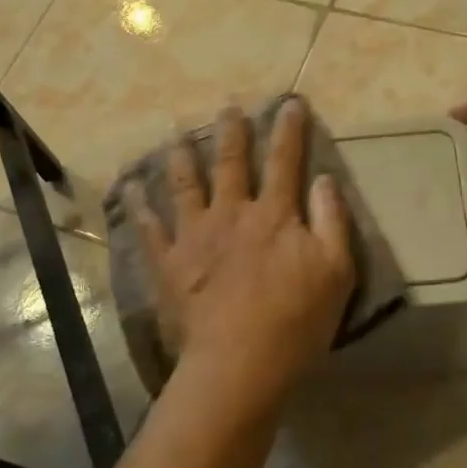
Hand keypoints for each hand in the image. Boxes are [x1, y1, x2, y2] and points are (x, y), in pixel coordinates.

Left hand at [130, 100, 356, 414]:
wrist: (238, 365)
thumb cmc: (295, 321)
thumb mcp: (336, 272)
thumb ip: (331, 221)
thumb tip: (324, 179)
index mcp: (273, 215)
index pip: (285, 161)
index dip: (289, 129)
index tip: (290, 102)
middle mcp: (231, 214)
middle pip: (230, 163)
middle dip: (231, 132)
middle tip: (227, 106)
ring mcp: (194, 236)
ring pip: (185, 184)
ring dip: (181, 155)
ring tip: (176, 132)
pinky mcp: (168, 263)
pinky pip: (149, 228)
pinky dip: (139, 205)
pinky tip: (130, 185)